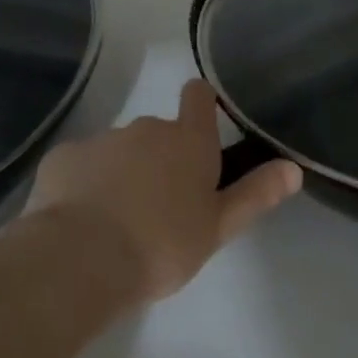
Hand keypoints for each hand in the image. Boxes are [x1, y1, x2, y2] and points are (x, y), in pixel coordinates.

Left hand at [24, 79, 302, 301]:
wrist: (82, 260)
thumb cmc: (163, 245)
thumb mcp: (218, 227)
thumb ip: (255, 194)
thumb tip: (294, 168)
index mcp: (188, 141)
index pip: (198, 97)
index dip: (201, 103)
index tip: (201, 124)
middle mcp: (146, 129)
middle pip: (159, 133)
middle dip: (160, 159)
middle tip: (160, 207)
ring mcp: (102, 140)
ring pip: (119, 151)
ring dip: (123, 173)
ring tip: (118, 221)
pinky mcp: (63, 158)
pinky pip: (82, 166)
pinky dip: (85, 184)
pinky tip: (82, 220)